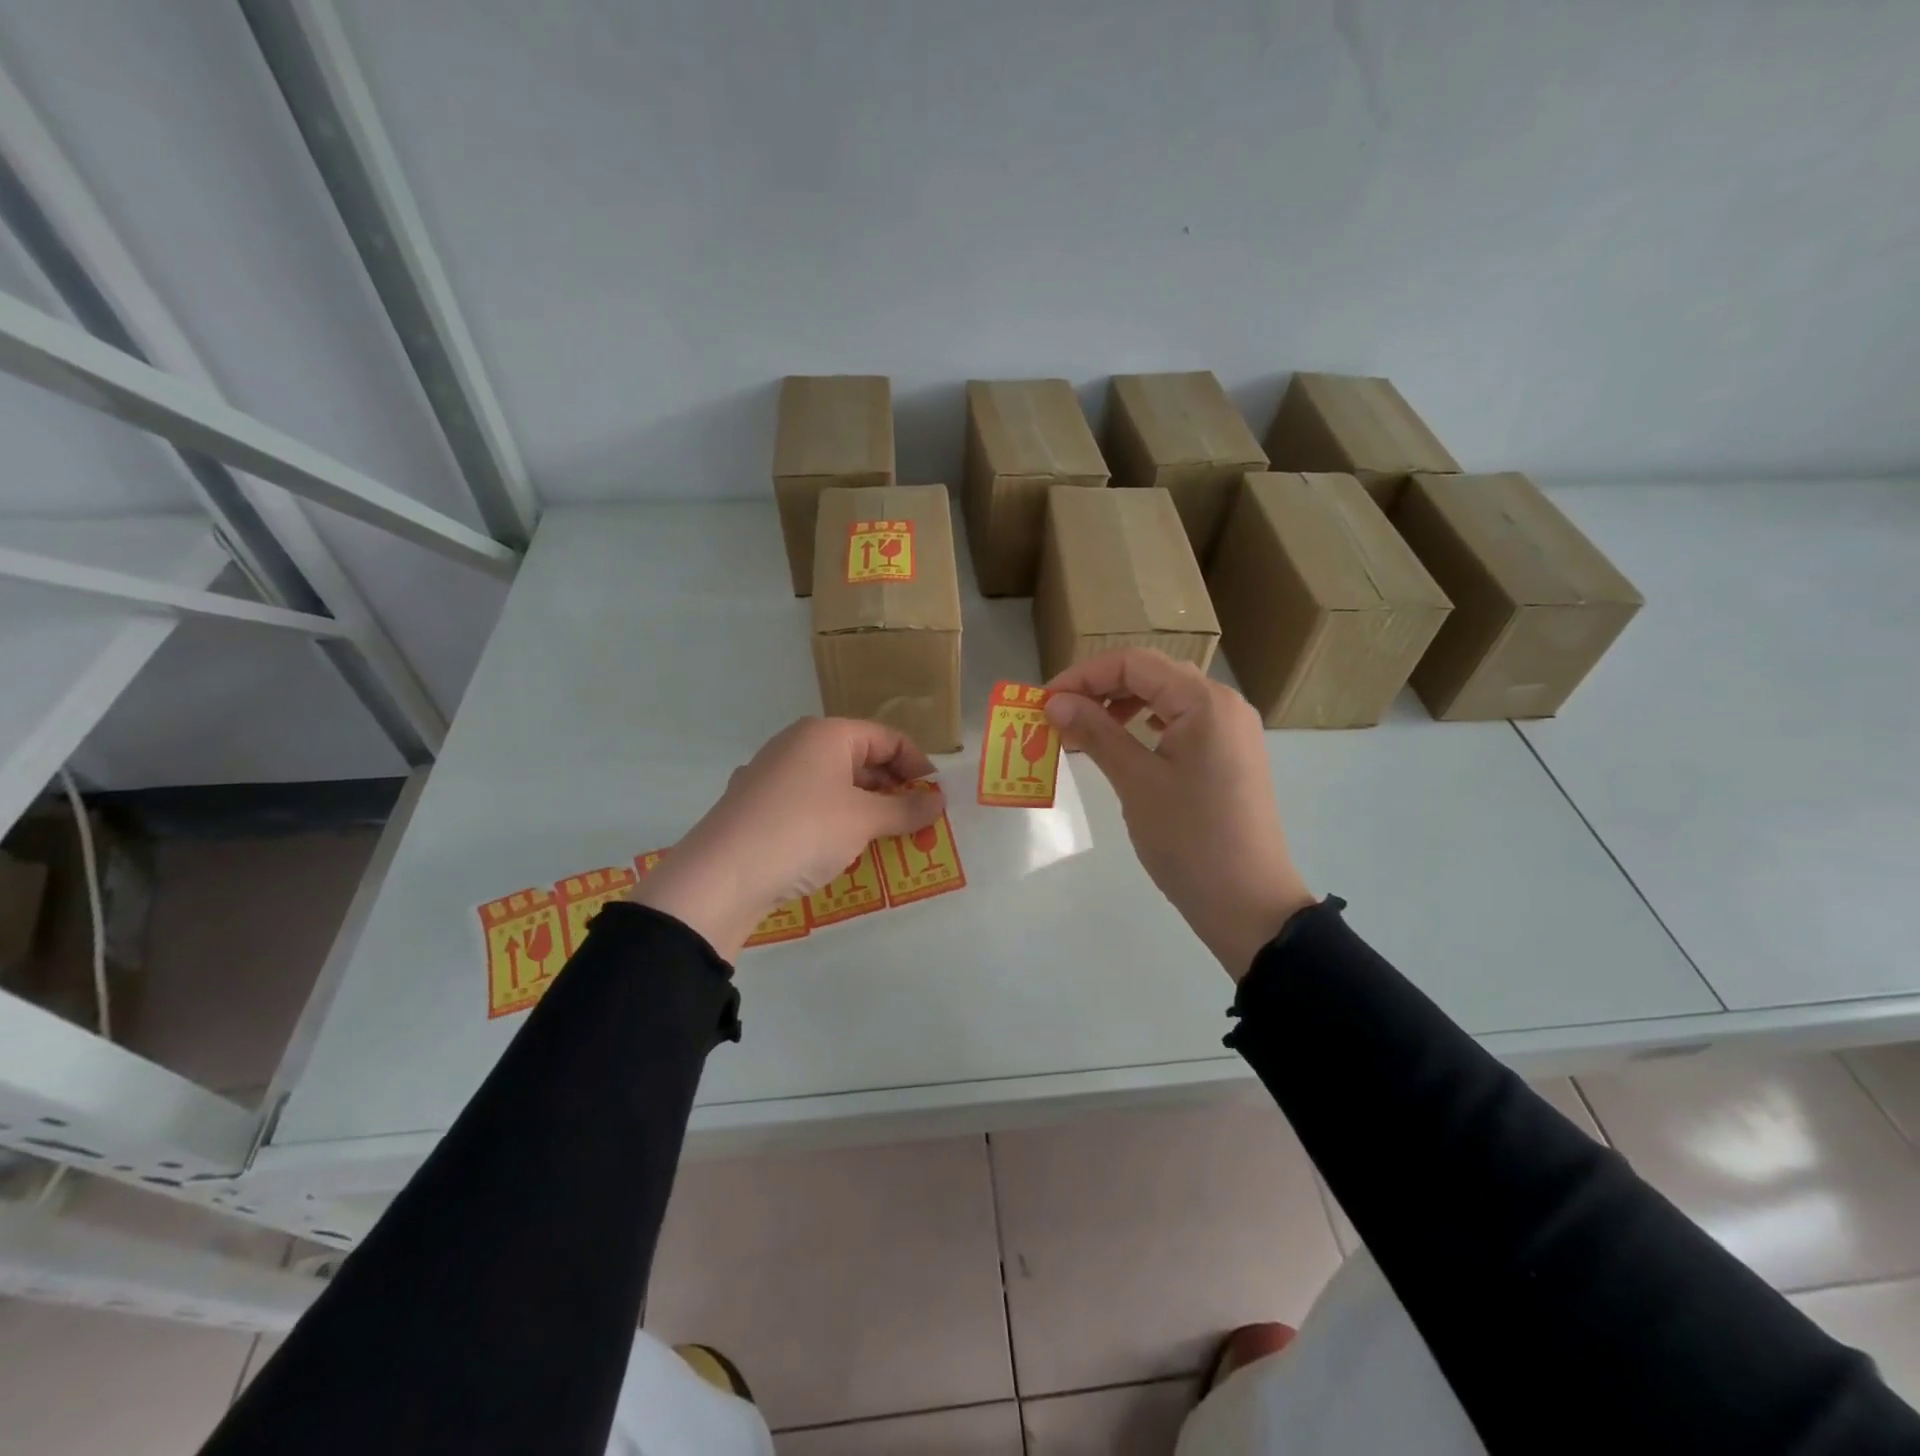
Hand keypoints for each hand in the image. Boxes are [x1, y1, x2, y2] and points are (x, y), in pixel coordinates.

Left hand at [631, 717, 945, 960]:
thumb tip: (938, 802)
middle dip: (892, 789)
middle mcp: (796, 744)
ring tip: (885, 838)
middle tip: (915, 822)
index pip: (887, 738)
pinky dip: (832, 820)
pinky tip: (839, 848)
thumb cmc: (804, 831)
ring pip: (833, 784)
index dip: (918, 766)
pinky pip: (808, 804)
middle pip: (860, 758)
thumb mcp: (864, 820)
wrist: (721, 875)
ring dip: (864, 808)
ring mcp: (771, 774)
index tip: (936, 799)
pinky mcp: (756, 806)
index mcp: (826, 733)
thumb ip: (906, 809)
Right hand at [1045, 649, 1314, 979]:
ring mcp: (1231, 729)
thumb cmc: (1190, 841)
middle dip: (1099, 688)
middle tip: (1058, 716)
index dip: (1083, 675)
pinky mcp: (1230, 754)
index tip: (1044, 702)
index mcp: (1205, 701)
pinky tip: (1124, 742)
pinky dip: (1146, 725)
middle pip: (1152, 674)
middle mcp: (1223, 703)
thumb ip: (1097, 732)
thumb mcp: (1136, 783)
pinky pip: (1182, 722)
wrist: (1249, 903)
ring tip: (1083, 730)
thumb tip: (1055, 702)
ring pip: (1166, 698)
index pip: (1134, 663)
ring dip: (1121, 705)